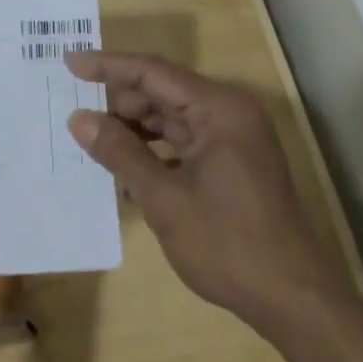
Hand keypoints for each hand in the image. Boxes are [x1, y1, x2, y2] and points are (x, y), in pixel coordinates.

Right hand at [66, 51, 343, 337]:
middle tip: (75, 108)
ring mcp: (235, 137)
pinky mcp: (234, 161)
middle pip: (163, 91)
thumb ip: (120, 152)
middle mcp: (229, 111)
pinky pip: (185, 140)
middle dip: (119, 100)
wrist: (293, 300)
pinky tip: (126, 166)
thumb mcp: (164, 198)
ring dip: (135, 127)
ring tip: (93, 137)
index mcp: (219, 108)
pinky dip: (156, 148)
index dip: (108, 66)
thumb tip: (79, 119)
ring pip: (172, 117)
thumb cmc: (227, 244)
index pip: (153, 72)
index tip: (69, 62)